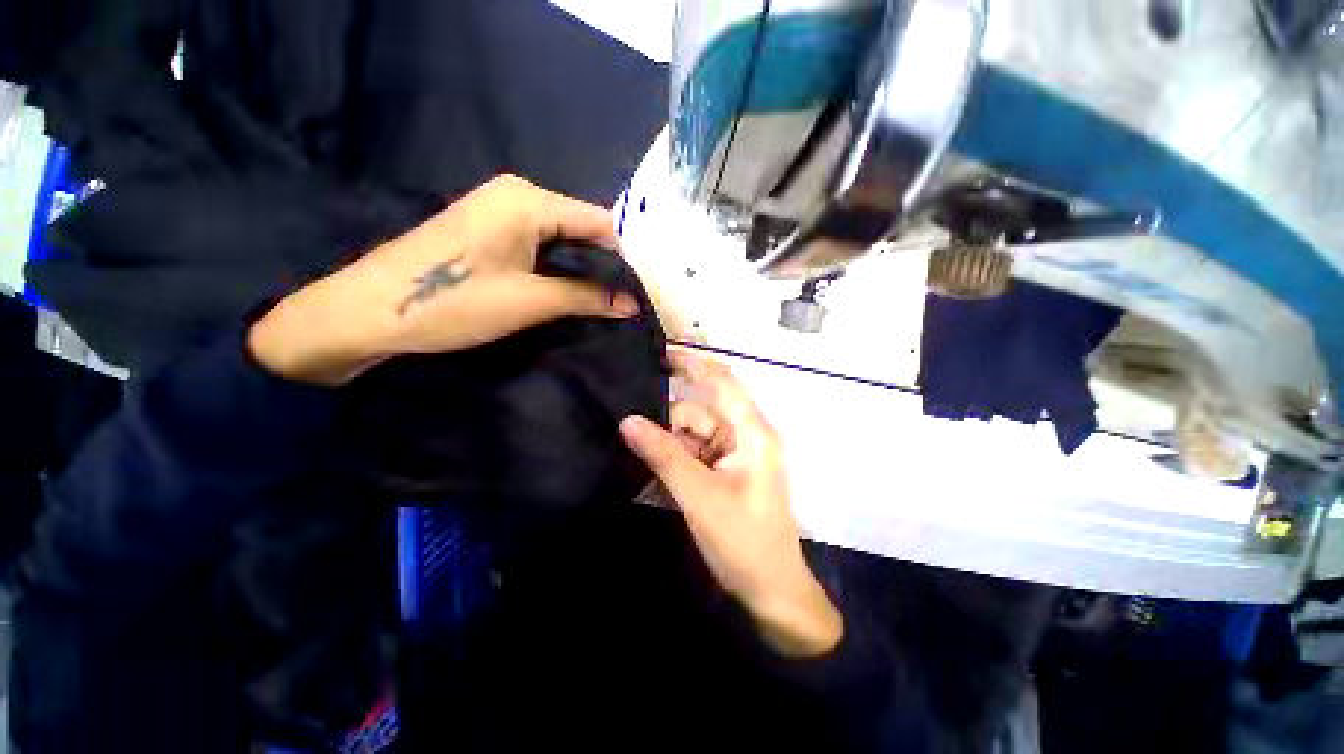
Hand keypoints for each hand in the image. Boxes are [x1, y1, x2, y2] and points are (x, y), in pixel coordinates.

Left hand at [248, 175, 638, 385]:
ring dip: (586, 270)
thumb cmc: (453, 301)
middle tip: (630, 301)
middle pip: (582, 228)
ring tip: (609, 300)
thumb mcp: (530, 301)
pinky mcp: (490, 232)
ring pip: (563, 239)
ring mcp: (501, 212)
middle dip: (607, 265)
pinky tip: (574, 291)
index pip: (600, 222)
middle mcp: (518, 195)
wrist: (368, 311)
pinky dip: (562, 269)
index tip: (643, 291)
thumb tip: (633, 305)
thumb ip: (588, 297)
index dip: (626, 257)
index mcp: (529, 199)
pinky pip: (542, 246)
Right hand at [620, 351, 842, 657]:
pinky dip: (678, 461)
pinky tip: (659, 479)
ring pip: (694, 434)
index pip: (723, 382)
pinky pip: (697, 453)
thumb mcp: (698, 495)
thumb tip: (627, 421)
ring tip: (648, 470)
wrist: (771, 590)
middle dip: (670, 426)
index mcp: (752, 433)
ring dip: (671, 448)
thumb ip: (663, 454)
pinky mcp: (728, 470)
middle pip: (700, 412)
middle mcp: (747, 435)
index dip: (693, 364)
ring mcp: (737, 454)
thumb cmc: (743, 541)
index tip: (660, 355)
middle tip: (634, 439)